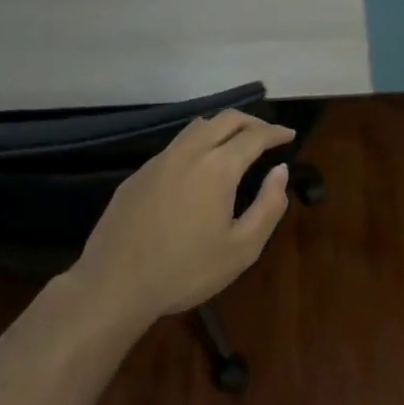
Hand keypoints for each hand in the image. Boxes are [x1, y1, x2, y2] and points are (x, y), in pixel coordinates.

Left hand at [72, 111, 294, 326]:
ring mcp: (160, 160)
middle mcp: (189, 152)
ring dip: (222, 127)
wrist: (114, 285)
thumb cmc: (185, 271)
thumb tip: (280, 171)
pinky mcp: (139, 174)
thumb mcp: (242, 249)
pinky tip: (198, 168)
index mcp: (218, 167)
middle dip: (251, 121)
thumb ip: (268, 206)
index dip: (276, 132)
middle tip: (267, 135)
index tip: (289, 135)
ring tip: (235, 143)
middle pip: (225, 118)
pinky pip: (176, 146)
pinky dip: (197, 144)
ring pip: (197, 127)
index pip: (254, 135)